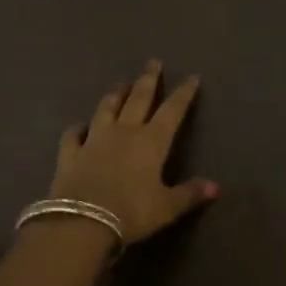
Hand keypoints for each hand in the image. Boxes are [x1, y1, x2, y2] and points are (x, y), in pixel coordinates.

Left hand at [48, 60, 217, 243]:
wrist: (81, 224)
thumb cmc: (131, 213)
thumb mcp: (167, 207)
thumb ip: (190, 194)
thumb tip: (216, 187)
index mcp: (152, 141)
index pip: (172, 110)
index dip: (183, 93)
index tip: (192, 77)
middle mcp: (124, 132)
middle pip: (138, 99)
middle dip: (148, 80)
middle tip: (153, 62)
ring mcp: (94, 140)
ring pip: (106, 109)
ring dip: (115, 95)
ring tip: (121, 84)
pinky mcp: (70, 154)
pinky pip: (73, 135)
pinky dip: (78, 128)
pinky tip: (80, 126)